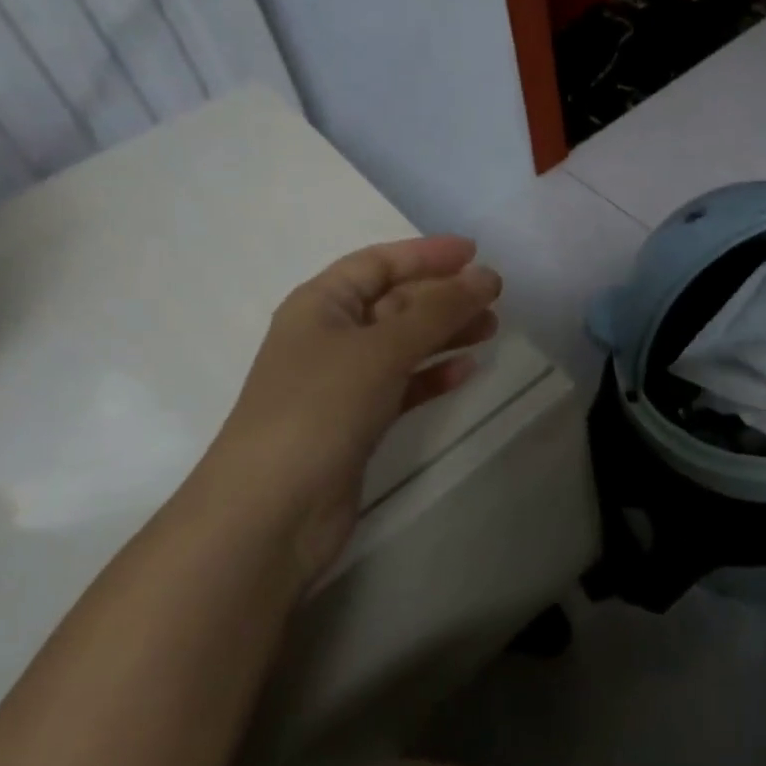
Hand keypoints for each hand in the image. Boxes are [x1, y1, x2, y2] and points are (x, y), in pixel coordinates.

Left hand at [200, 236, 501, 582]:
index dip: (425, 254)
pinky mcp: (355, 423)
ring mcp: (341, 383)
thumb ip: (439, 310)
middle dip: (442, 296)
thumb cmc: (320, 408)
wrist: (271, 513)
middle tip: (495, 296)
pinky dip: (432, 376)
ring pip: (402, 345)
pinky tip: (467, 371)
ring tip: (491, 328)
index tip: (475, 252)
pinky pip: (402, 386)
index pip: (377, 262)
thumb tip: (487, 276)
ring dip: (444, 333)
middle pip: (394, 302)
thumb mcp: (383, 348)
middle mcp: (328, 337)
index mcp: (320, 305)